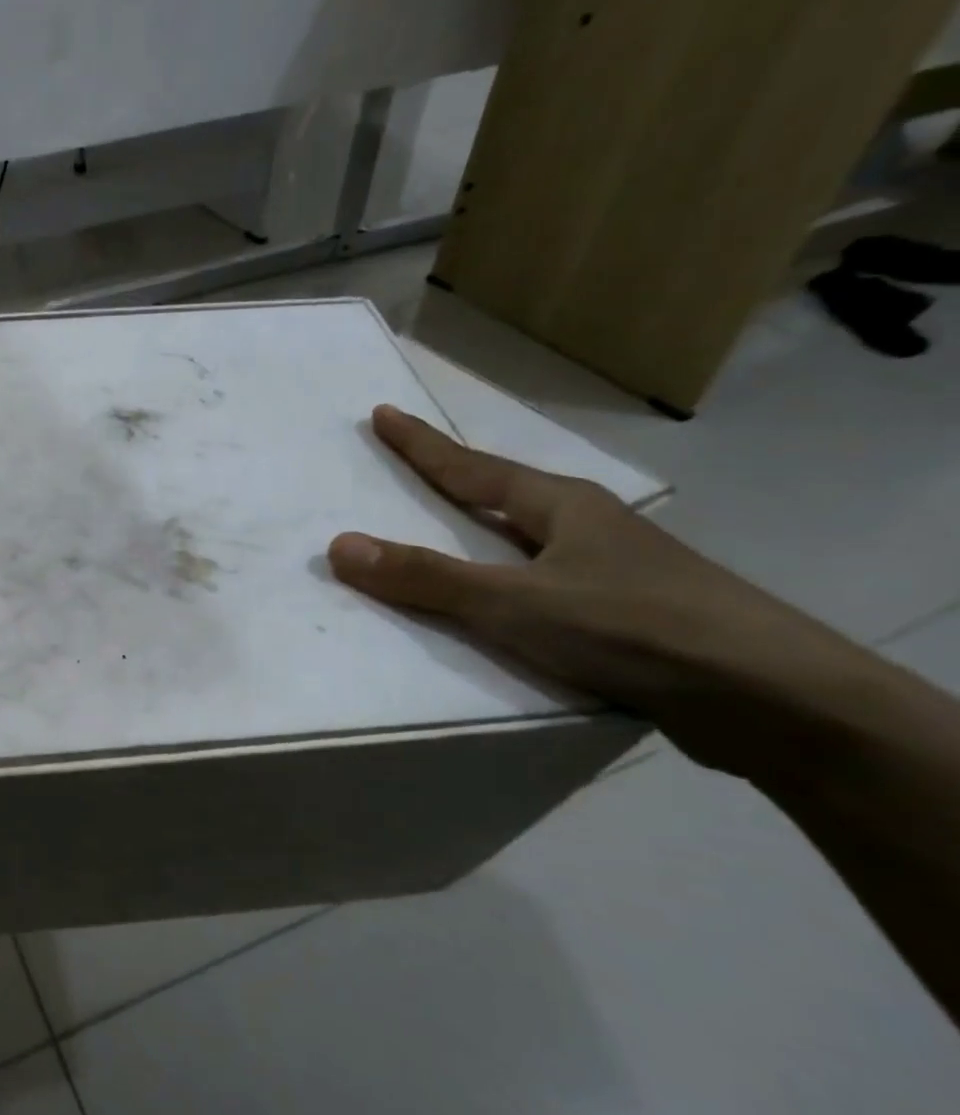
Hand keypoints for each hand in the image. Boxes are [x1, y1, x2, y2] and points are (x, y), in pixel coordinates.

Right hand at [327, 405, 864, 778]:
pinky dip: (509, 587)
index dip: (422, 444)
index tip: (383, 414)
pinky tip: (501, 609)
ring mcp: (615, 572)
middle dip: (455, 483)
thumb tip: (340, 546)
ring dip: (484, 538)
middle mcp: (588, 529)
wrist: (773, 700)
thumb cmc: (634, 628)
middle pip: (504, 497)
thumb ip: (426, 578)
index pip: (472, 467)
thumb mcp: (515, 603)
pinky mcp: (629, 618)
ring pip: (530, 545)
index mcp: (562, 507)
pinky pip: (545, 589)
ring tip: (447, 537)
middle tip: (411, 471)